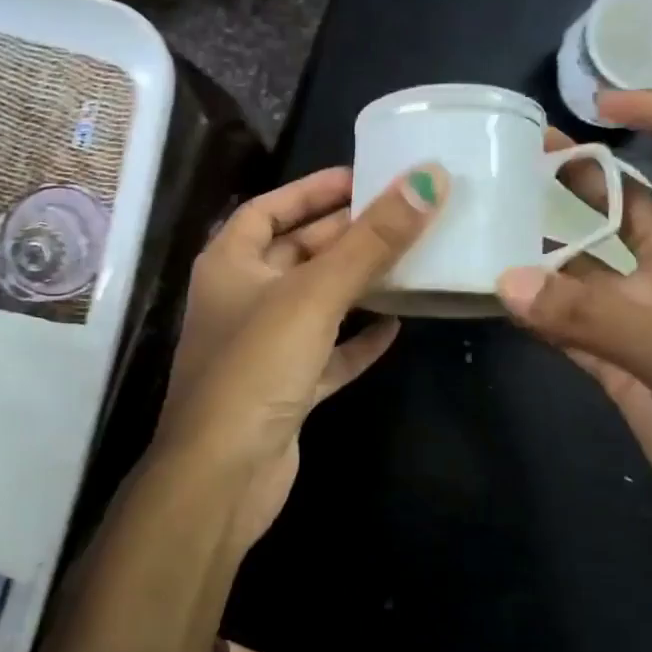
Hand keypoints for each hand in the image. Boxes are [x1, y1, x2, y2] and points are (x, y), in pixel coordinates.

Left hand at [155, 163, 447, 557]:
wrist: (224, 475)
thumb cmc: (256, 368)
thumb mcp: (314, 295)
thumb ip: (371, 241)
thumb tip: (427, 180)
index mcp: (229, 264)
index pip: (268, 210)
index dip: (311, 190)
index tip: (361, 177)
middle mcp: (241, 300)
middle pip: (297, 254)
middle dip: (345, 235)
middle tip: (403, 216)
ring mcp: (263, 348)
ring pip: (316, 304)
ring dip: (357, 286)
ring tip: (408, 262)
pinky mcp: (285, 390)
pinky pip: (328, 354)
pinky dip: (357, 341)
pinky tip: (396, 328)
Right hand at [497, 91, 651, 558]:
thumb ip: (596, 322)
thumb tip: (505, 281)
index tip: (602, 106)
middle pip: (633, 206)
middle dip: (584, 177)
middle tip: (518, 159)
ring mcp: (649, 324)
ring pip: (591, 269)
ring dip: (548, 247)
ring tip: (491, 220)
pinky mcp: (623, 369)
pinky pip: (570, 326)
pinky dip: (537, 312)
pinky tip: (497, 297)